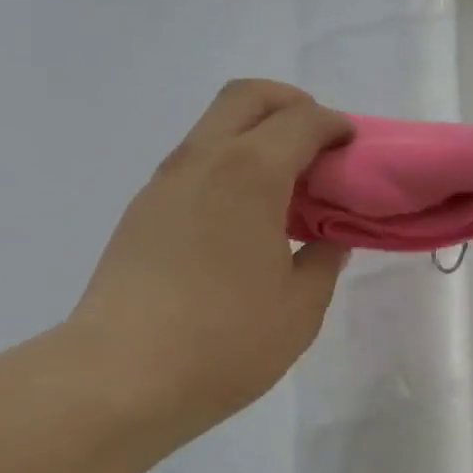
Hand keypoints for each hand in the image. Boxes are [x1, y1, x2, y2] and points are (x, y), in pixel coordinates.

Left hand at [67, 80, 353, 438]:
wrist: (119, 376)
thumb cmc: (223, 342)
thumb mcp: (298, 309)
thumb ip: (323, 262)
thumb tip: (329, 240)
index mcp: (250, 173)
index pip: (301, 121)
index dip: (334, 127)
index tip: (352, 149)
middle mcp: (203, 160)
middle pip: (248, 96)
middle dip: (290, 104)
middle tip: (316, 144)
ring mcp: (164, 182)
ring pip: (213, 125)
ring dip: (254, 133)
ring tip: (282, 186)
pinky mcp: (141, 210)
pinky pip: (193, 161)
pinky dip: (226, 163)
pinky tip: (238, 217)